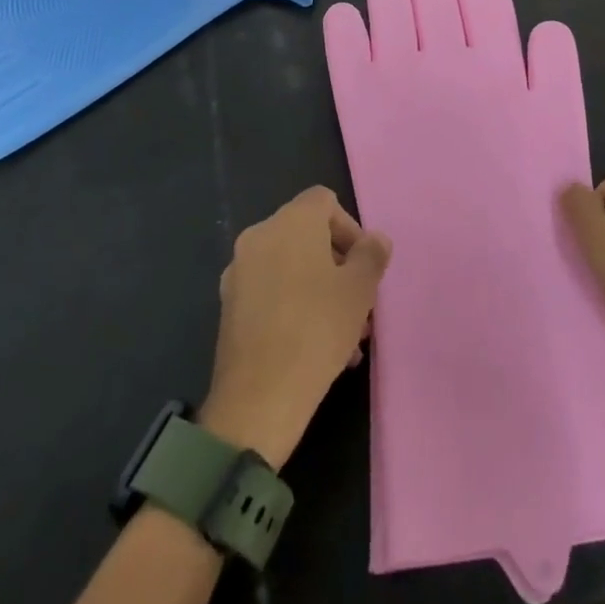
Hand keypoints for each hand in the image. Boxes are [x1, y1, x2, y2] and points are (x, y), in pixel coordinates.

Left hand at [201, 187, 390, 469]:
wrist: (257, 401)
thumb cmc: (316, 330)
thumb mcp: (360, 290)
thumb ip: (372, 255)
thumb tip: (374, 240)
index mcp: (290, 222)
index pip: (324, 201)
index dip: (350, 227)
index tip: (364, 264)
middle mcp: (259, 237)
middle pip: (308, 235)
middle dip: (339, 265)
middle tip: (361, 302)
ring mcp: (239, 273)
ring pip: (291, 267)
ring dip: (321, 289)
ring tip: (348, 335)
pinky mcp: (230, 307)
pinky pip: (272, 292)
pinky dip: (296, 305)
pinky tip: (318, 348)